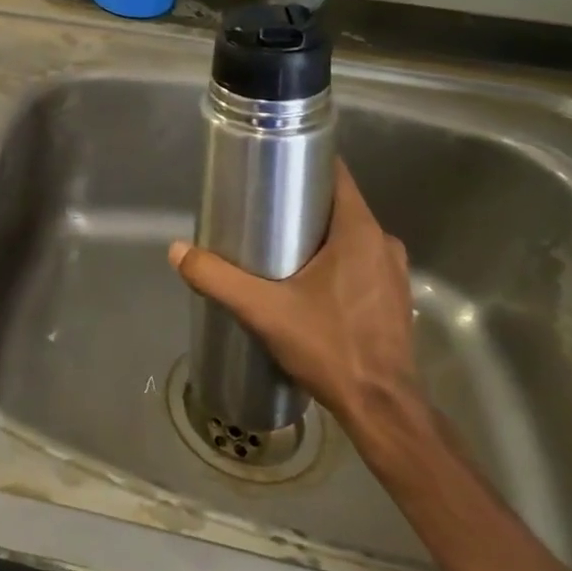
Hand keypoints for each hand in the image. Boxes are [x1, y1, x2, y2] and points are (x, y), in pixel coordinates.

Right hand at [168, 161, 419, 432]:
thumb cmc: (329, 347)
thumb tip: (177, 251)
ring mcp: (393, 273)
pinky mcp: (394, 299)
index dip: (304, 162)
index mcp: (360, 232)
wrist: (381, 408)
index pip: (336, 175)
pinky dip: (335, 261)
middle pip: (338, 205)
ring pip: (349, 236)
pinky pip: (360, 262)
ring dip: (318, 235)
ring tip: (278, 246)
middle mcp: (383, 244)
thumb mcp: (263, 310)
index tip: (271, 165)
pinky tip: (306, 282)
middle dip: (301, 203)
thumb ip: (217, 278)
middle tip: (261, 210)